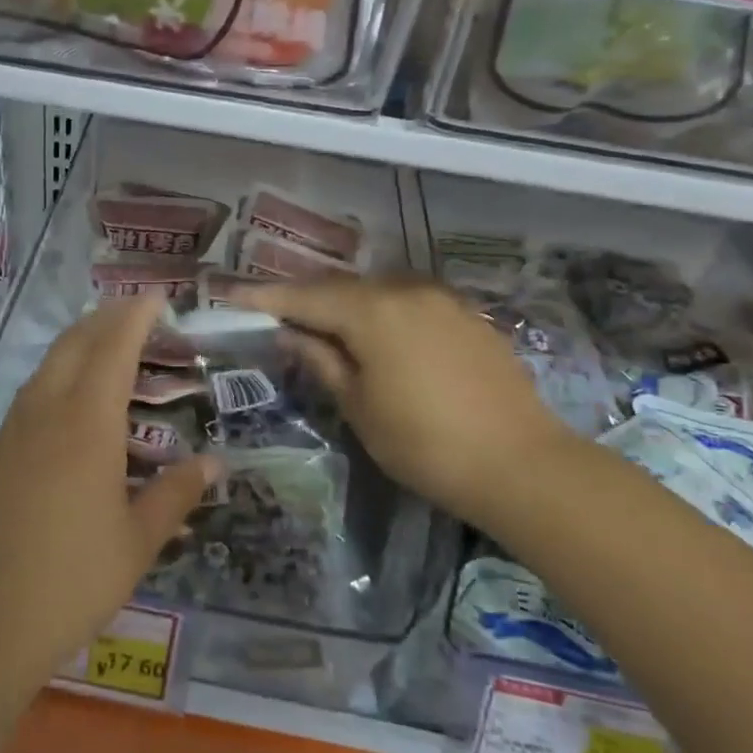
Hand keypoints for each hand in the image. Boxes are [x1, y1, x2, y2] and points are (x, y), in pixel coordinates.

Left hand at [0, 296, 219, 691]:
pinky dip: (58, 375)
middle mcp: (45, 413)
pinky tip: (71, 402)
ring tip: (108, 346)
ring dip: (79, 343)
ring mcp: (11, 432)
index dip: (136, 315)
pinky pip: (30, 395)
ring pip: (47, 366)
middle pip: (74, 343)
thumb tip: (215, 463)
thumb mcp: (137, 542)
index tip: (157, 295)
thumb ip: (176, 494)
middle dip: (106, 318)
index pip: (113, 347)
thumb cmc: (69, 582)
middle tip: (137, 312)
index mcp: (86, 424)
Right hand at [234, 277, 575, 526]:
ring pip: (377, 291)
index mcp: (373, 311)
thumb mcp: (359, 407)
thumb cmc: (425, 444)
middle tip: (274, 314)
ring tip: (323, 325)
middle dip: (305, 299)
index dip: (264, 298)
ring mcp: (442, 299)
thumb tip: (290, 334)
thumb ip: (321, 361)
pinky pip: (409, 302)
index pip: (305, 297)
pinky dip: (382, 312)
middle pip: (341, 288)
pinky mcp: (468, 315)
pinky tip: (377, 335)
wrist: (522, 465)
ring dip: (345, 304)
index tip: (230, 295)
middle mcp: (407, 291)